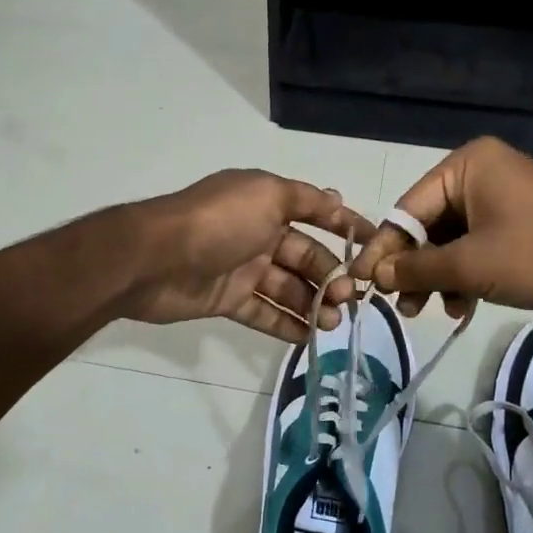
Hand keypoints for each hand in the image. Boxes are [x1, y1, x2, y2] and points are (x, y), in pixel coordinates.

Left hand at [123, 170, 379, 341]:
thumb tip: (336, 198)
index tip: (377, 243)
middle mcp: (257, 233)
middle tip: (350, 300)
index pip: (315, 211)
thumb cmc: (217, 221)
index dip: (346, 224)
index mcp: (267, 203)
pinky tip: (308, 337)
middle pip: (305, 256)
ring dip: (313, 304)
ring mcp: (242, 268)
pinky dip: (285, 324)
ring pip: (288, 287)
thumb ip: (304, 201)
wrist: (154, 259)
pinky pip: (263, 312)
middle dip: (331, 276)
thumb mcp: (266, 195)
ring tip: (332, 323)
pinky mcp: (226, 299)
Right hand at [352, 138, 532, 323]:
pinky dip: (463, 279)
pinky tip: (460, 308)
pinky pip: (475, 251)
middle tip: (397, 303)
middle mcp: (481, 177)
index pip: (408, 208)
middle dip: (412, 268)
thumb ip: (416, 269)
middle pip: (428, 226)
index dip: (383, 248)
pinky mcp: (517, 230)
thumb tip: (374, 274)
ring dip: (436, 279)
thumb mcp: (469, 264)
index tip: (360, 279)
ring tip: (424, 311)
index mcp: (467, 167)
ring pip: (450, 243)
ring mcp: (501, 204)